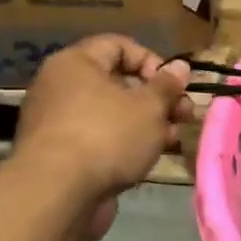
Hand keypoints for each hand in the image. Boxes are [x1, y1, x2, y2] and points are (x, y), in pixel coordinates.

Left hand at [12, 35, 191, 240]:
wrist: (57, 194)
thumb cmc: (107, 136)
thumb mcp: (150, 106)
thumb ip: (167, 85)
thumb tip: (179, 67)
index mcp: (76, 63)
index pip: (119, 45)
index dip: (152, 60)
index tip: (173, 85)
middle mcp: (60, 86)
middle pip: (118, 81)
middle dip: (156, 98)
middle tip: (183, 115)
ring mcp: (57, 121)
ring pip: (112, 113)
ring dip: (146, 123)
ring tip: (172, 140)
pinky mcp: (60, 153)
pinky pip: (99, 137)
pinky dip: (124, 143)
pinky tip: (148, 158)